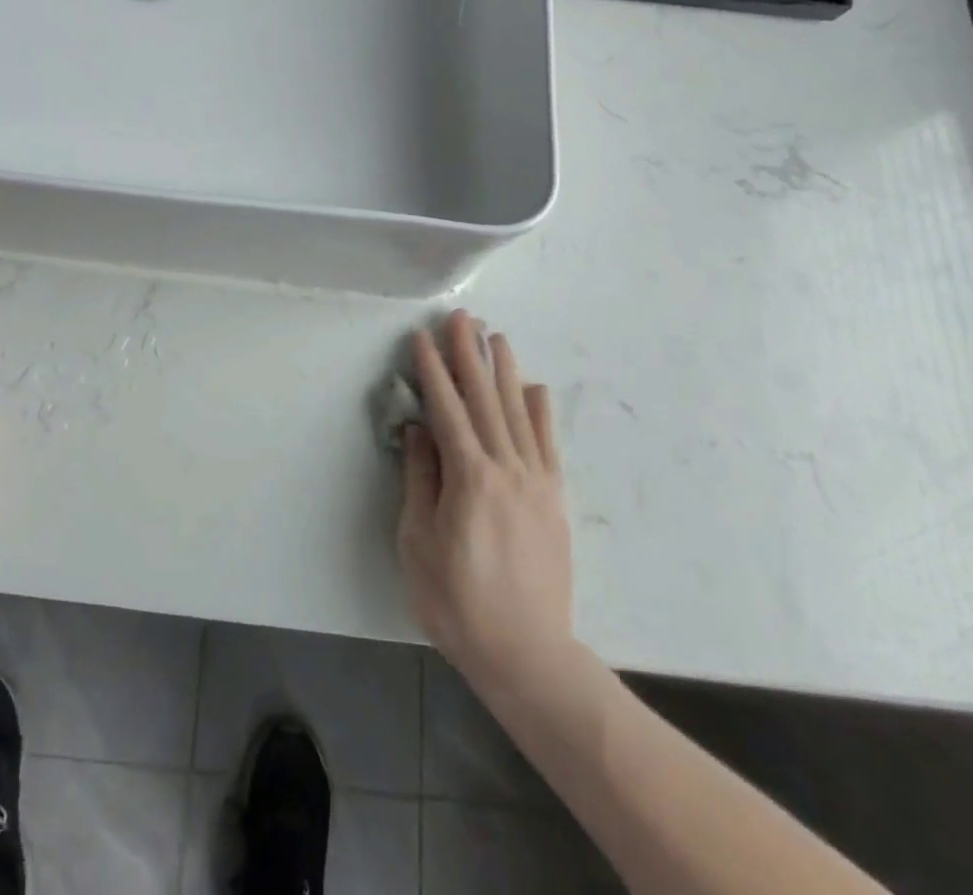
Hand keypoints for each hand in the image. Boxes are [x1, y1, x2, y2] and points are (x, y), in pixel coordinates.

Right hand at [398, 311, 579, 700]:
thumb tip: (420, 429)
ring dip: (503, 371)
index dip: (432, 371)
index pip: (447, 409)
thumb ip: (421, 479)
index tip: (422, 338)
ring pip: (518, 412)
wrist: (527, 653)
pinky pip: (548, 443)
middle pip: (485, 399)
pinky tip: (534, 387)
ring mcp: (536, 481)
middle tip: (461, 318)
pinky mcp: (554, 498)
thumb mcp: (419, 541)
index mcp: (469, 476)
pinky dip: (540, 410)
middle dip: (469, 355)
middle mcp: (506, 467)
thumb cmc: (457, 601)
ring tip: (495, 337)